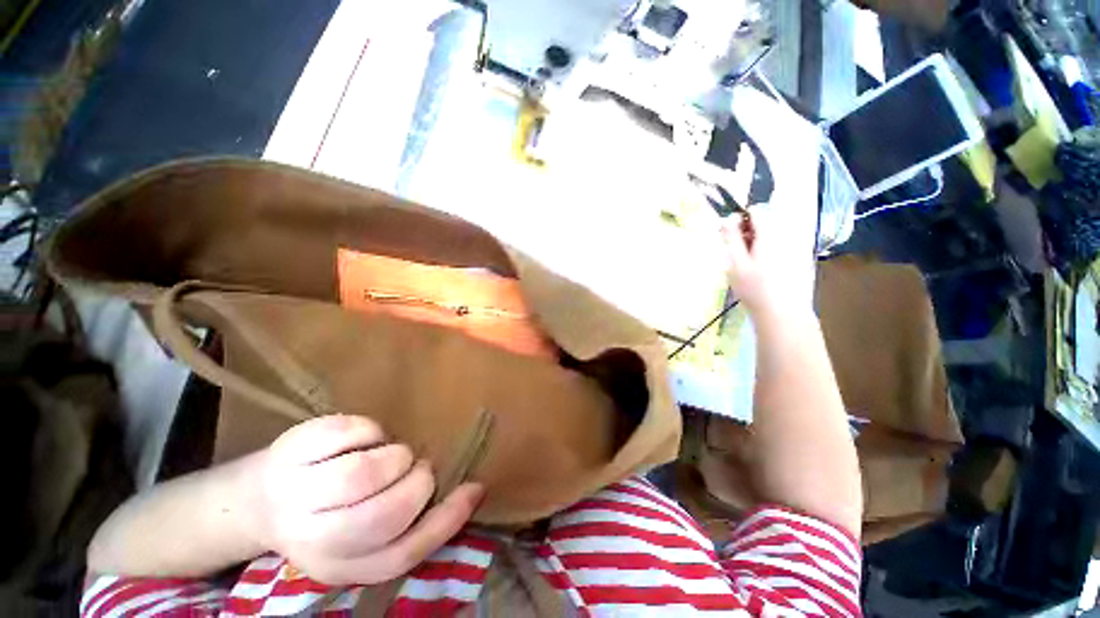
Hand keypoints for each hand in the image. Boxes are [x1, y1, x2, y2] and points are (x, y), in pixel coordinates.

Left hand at [245, 415, 483, 584]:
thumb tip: (473, 490)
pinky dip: (369, 430)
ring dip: (394, 456)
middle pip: (386, 514)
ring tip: (389, 454)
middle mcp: (314, 541)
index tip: (475, 487)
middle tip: (415, 469)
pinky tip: (362, 439)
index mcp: (342, 564)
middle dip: (416, 482)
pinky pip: (350, 432)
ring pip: (363, 474)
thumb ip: (416, 520)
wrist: (259, 500)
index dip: (447, 520)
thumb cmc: (327, 514)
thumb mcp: (368, 533)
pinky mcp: (290, 452)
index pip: (403, 553)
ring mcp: (295, 496)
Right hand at [720, 207, 814, 314]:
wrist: (783, 313)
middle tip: (737, 255)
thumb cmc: (755, 288)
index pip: (756, 211)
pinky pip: (780, 247)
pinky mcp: (800, 259)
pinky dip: (768, 253)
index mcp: (771, 234)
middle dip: (748, 234)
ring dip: (757, 244)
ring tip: (749, 266)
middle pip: (765, 223)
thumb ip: (731, 238)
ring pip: (772, 236)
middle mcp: (787, 236)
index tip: (731, 237)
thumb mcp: (736, 263)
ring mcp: (796, 247)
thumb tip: (727, 218)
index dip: (740, 220)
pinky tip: (763, 272)